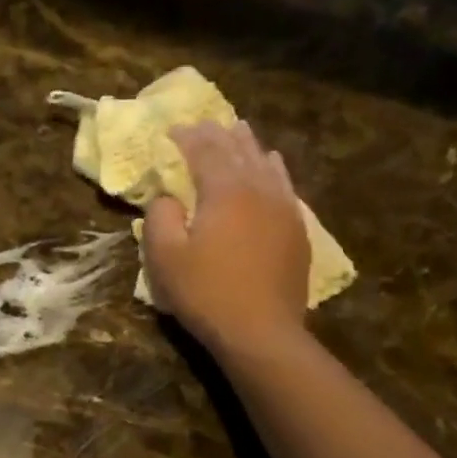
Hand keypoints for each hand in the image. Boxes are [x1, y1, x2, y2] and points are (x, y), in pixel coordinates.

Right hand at [142, 120, 309, 356]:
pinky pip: (284, 186)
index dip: (187, 137)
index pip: (205, 150)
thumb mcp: (165, 258)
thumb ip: (160, 217)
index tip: (172, 130)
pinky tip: (271, 168)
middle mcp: (259, 189)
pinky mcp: (296, 230)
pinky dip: (272, 170)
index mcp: (225, 190)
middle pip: (239, 149)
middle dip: (218, 134)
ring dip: (248, 146)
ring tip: (239, 133)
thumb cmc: (206, 294)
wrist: (261, 332)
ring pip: (266, 164)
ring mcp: (284, 208)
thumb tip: (166, 197)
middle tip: (204, 125)